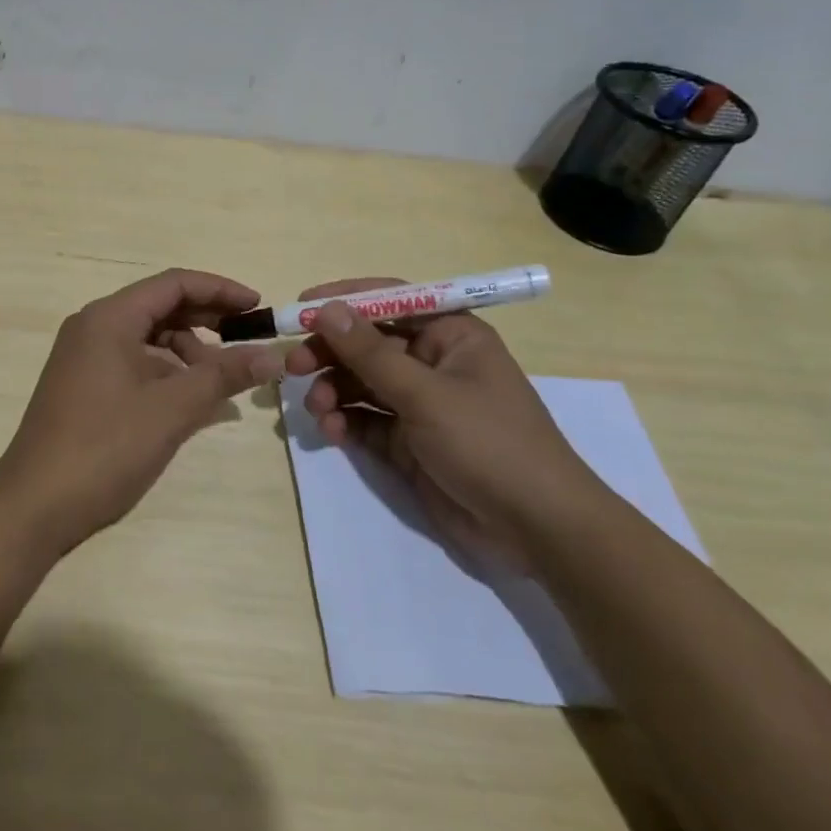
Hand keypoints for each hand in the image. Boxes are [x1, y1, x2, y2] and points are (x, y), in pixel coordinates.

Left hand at [0, 268, 282, 557]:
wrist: (34, 505)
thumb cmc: (105, 447)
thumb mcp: (172, 409)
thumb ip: (224, 376)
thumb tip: (274, 356)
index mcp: (109, 318)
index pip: (173, 284)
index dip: (220, 290)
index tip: (258, 308)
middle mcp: (93, 327)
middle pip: (160, 307)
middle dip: (208, 320)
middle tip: (248, 341)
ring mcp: (84, 357)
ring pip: (148, 338)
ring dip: (188, 352)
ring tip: (222, 382)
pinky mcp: (83, 385)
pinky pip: (133, 362)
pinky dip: (166, 373)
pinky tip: (190, 400)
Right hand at [281, 277, 605, 568]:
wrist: (537, 530)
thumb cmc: (489, 443)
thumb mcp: (426, 394)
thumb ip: (371, 353)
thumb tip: (327, 309)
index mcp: (450, 335)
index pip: (390, 301)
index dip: (345, 300)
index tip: (301, 308)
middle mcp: (432, 362)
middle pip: (368, 344)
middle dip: (330, 353)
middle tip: (294, 366)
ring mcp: (420, 403)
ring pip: (361, 383)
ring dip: (333, 391)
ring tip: (317, 409)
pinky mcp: (408, 441)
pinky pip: (365, 420)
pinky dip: (345, 422)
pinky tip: (332, 432)